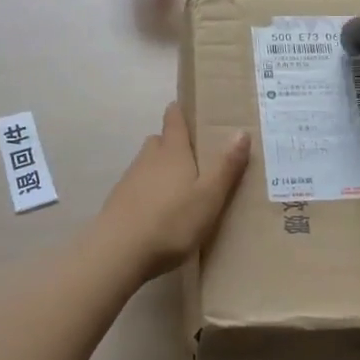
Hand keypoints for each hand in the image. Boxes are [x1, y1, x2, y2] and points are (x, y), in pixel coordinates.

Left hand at [91, 103, 250, 280]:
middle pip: (160, 141)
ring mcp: (130, 179)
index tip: (187, 108)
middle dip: (174, 144)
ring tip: (181, 187)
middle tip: (194, 156)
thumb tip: (241, 131)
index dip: (180, 111)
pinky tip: (160, 211)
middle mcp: (148, 158)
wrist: (118, 251)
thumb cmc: (171, 221)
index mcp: (172, 151)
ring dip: (162, 169)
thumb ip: (226, 166)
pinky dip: (150, 191)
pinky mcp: (118, 201)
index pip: (174, 119)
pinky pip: (139, 186)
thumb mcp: (209, 196)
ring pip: (148, 164)